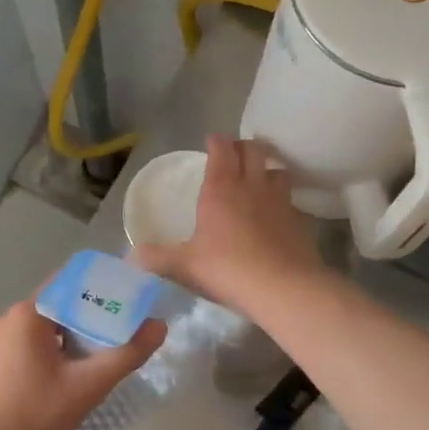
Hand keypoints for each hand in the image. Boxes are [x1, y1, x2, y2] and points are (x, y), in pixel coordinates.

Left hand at [0, 300, 165, 429]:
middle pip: (61, 305)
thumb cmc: (30, 415)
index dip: (105, 287)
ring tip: (104, 355)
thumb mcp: (85, 388)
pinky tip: (70, 374)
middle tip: (126, 332)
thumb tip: (159, 326)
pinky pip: (30, 344)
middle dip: (94, 316)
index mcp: (29, 312)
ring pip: (46, 327)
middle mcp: (10, 317)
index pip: (73, 282)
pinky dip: (54, 351)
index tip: (133, 298)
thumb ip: (125, 355)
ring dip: (74, 337)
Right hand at [133, 134, 329, 316]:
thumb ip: (156, 258)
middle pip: (253, 149)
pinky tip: (274, 214)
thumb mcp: (184, 265)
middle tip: (234, 155)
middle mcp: (251, 185)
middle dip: (243, 146)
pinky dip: (281, 199)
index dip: (216, 141)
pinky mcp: (299, 219)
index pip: (221, 148)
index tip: (211, 142)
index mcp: (220, 188)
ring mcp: (279, 200)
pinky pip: (289, 198)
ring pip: (277, 169)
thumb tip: (129, 256)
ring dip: (267, 168)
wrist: (282, 288)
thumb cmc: (227, 268)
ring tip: (259, 179)